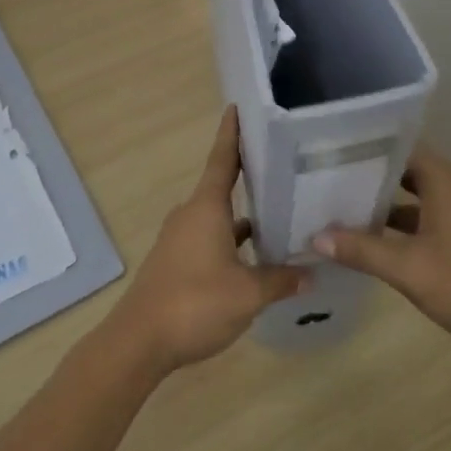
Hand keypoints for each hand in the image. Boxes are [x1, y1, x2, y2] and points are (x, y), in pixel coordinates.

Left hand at [105, 107, 306, 374]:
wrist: (139, 342)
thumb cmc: (194, 303)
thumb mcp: (248, 294)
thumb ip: (280, 280)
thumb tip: (311, 273)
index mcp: (206, 208)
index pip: (222, 159)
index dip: (232, 134)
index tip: (238, 108)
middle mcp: (191, 215)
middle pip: (223, 187)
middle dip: (250, 176)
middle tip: (284, 165)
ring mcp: (180, 239)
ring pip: (219, 218)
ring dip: (245, 217)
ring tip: (281, 214)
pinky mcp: (176, 262)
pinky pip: (211, 239)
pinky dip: (233, 242)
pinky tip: (256, 259)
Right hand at [313, 147, 450, 358]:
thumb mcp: (410, 269)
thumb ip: (362, 251)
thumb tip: (316, 237)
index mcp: (444, 182)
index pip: (401, 147)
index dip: (368, 148)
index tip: (333, 152)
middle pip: (407, 171)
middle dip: (371, 177)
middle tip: (329, 181)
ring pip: (419, 197)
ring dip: (387, 204)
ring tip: (344, 210)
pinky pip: (431, 218)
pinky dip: (405, 225)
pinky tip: (379, 244)